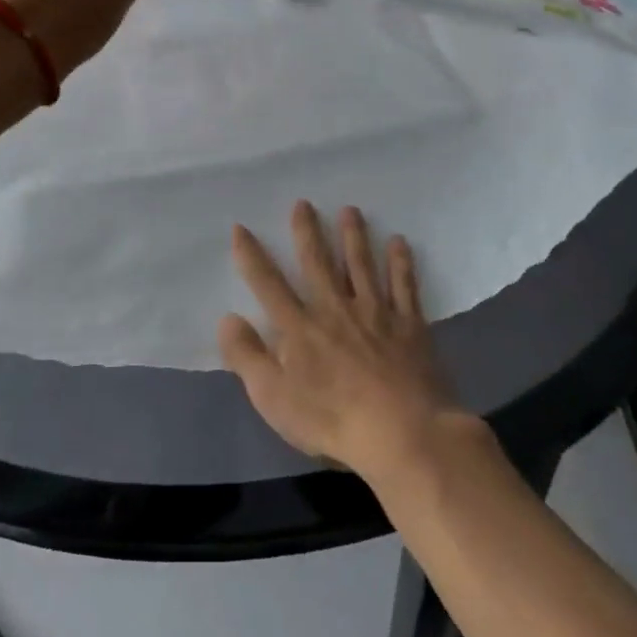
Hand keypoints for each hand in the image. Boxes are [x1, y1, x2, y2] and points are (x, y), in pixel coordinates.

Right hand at [220, 202, 462, 478]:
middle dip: (308, 232)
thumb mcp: (274, 398)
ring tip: (350, 210)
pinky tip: (400, 242)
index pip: (268, 284)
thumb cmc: (332, 419)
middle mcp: (335, 309)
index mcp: (300, 328)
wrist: (403, 433)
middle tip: (303, 203)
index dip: (252, 255)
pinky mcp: (409, 325)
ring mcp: (375, 313)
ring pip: (362, 265)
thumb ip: (247, 357)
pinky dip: (401, 263)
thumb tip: (227, 318)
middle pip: (318, 263)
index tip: (241, 228)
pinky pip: (404, 286)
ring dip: (354, 236)